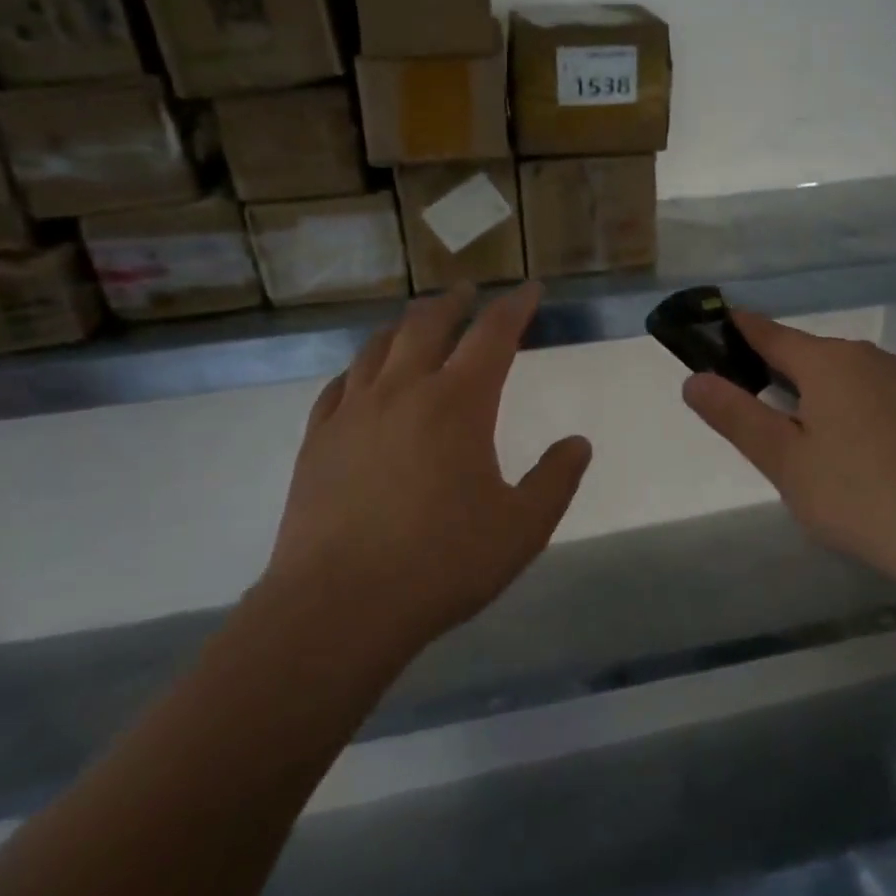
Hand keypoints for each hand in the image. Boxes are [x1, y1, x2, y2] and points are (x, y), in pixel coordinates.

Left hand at [266, 281, 591, 653]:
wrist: (339, 607)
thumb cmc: (441, 563)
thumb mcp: (522, 528)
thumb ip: (556, 479)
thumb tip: (578, 443)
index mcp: (458, 403)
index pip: (493, 334)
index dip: (514, 306)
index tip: (528, 289)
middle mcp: (403, 391)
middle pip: (428, 325)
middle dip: (453, 302)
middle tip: (467, 290)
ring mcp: (353, 413)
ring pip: (378, 347)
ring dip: (403, 325)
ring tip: (415, 320)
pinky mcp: (317, 441)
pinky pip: (338, 387)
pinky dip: (358, 369)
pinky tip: (360, 376)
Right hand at [682, 312, 895, 587]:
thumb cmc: (860, 494)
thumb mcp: (785, 460)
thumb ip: (736, 416)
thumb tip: (694, 379)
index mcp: (828, 362)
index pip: (770, 333)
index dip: (740, 329)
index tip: (718, 325)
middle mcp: (869, 360)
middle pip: (810, 356)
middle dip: (779, 373)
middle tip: (756, 412)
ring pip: (847, 380)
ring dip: (819, 397)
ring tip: (806, 442)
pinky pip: (878, 401)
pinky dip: (855, 415)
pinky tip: (859, 459)